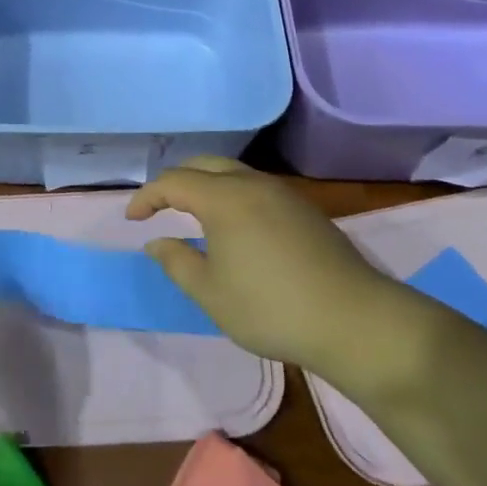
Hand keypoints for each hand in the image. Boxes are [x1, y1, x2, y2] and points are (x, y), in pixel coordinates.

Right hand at [126, 157, 402, 371]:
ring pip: (233, 172)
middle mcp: (252, 184)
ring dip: (206, 184)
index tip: (132, 218)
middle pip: (204, 164)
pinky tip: (235, 225)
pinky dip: (232, 194)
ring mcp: (283, 194)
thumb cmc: (271, 308)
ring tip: (193, 212)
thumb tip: (157, 241)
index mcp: (223, 198)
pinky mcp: (305, 210)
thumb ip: (177, 262)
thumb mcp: (210, 293)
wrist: (354, 321)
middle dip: (176, 180)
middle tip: (160, 206)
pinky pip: (256, 187)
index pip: (173, 181)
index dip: (147, 196)